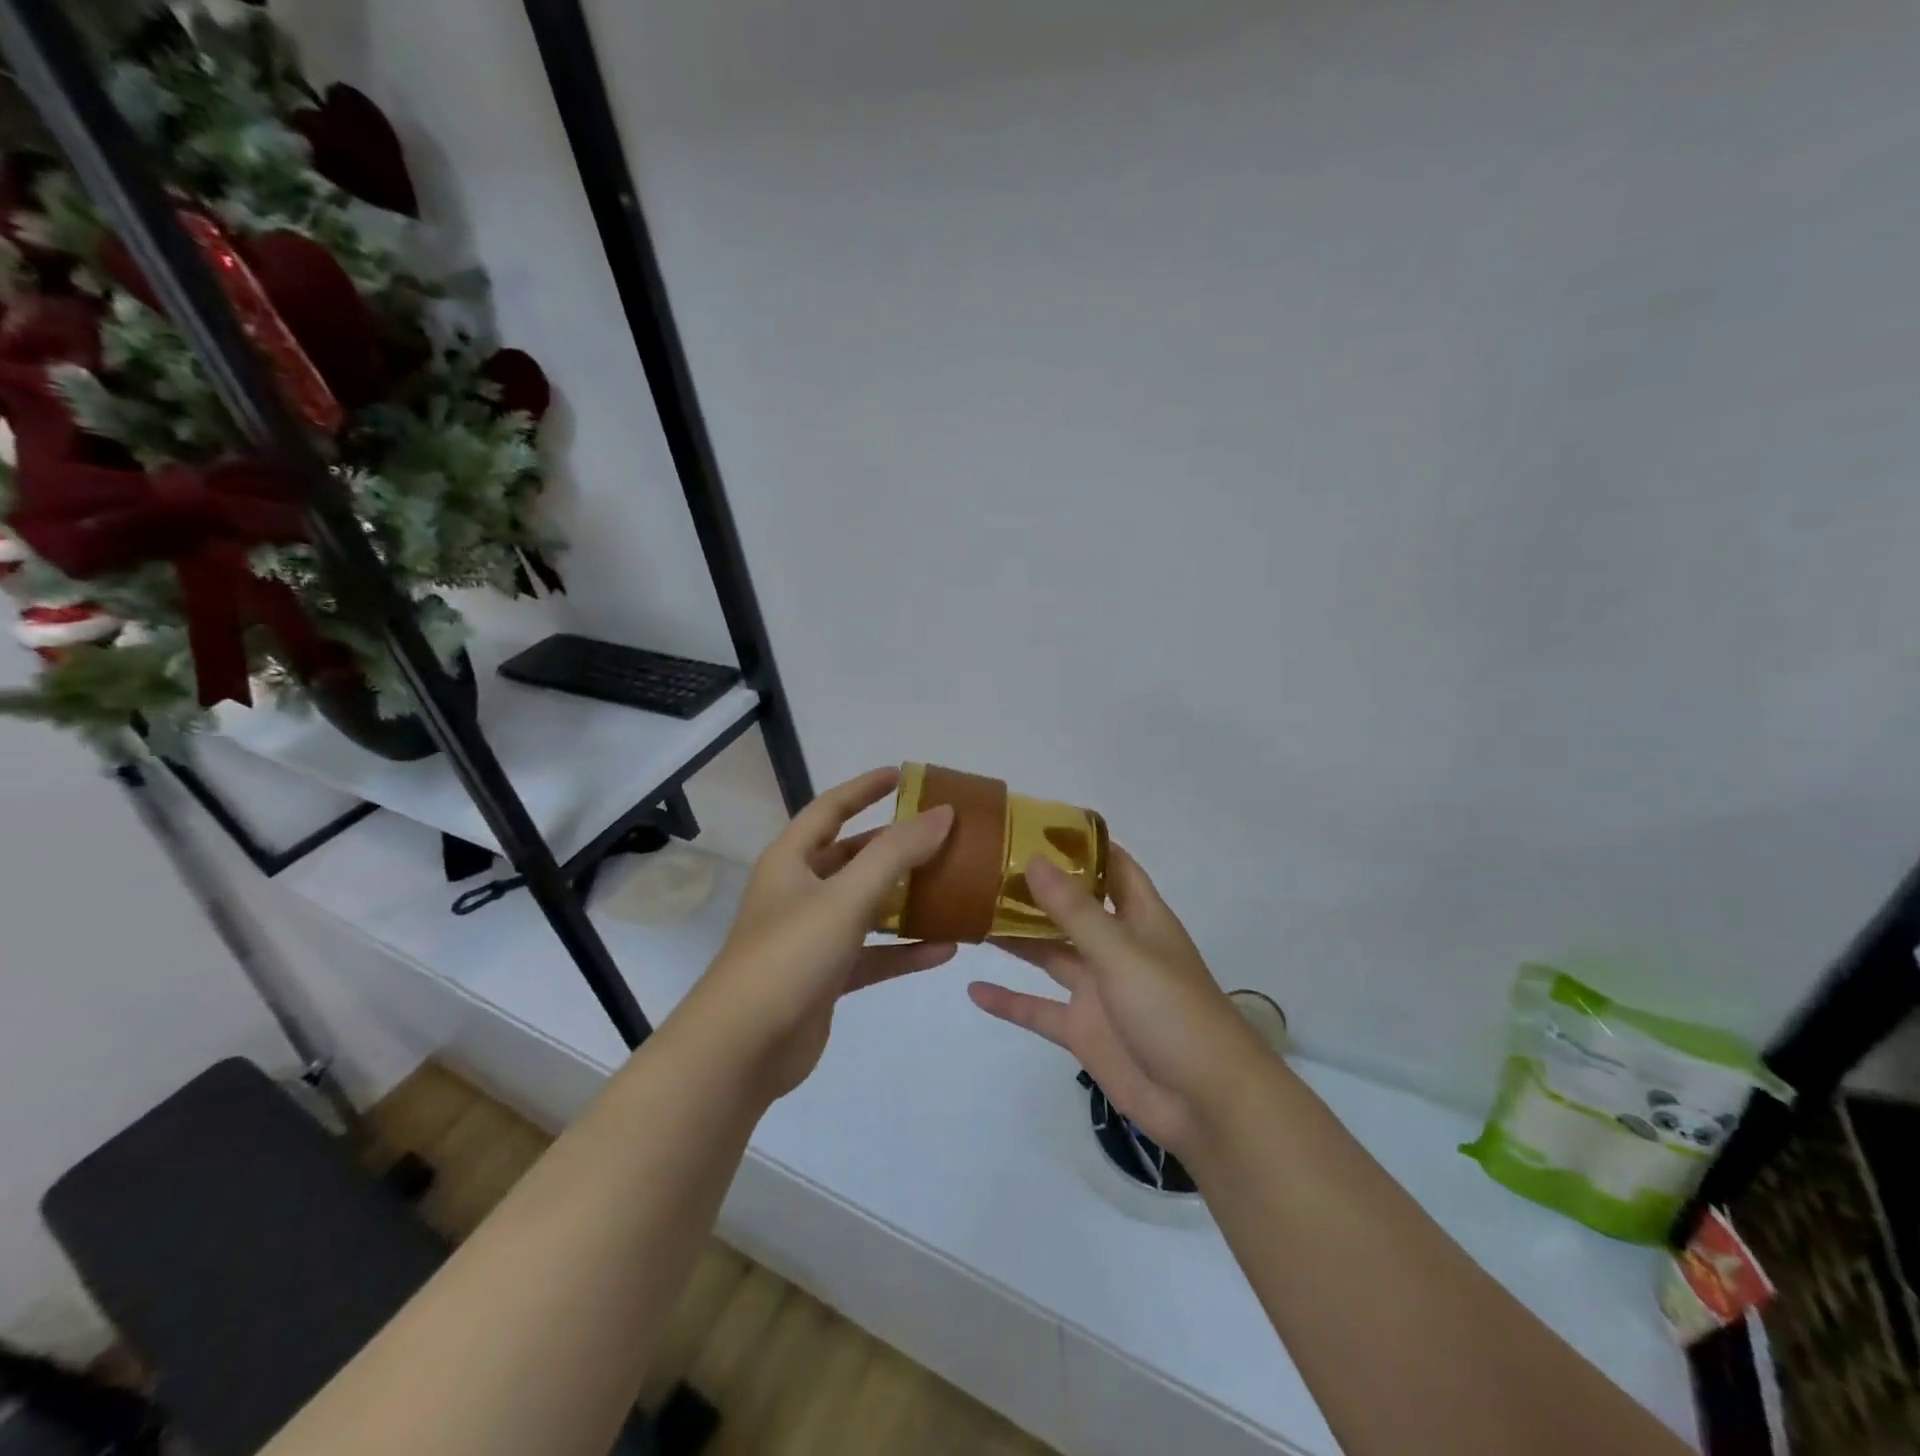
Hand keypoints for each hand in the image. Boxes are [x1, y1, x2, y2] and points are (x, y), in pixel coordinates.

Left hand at [676, 767, 956, 1102]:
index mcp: (791, 861)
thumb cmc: (790, 955)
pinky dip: (904, 950)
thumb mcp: (846, 896)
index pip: (830, 809)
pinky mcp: (825, 978)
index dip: (864, 788)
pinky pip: (873, 954)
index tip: (902, 775)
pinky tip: (945, 949)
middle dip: (894, 846)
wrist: (742, 1049)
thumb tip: (943, 814)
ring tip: (952, 887)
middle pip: (852, 857)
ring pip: (866, 907)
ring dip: (906, 899)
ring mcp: (812, 937)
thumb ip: (897, 853)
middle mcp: (799, 892)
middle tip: (939, 835)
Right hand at [968, 848, 1271, 1157]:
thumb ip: (1075, 910)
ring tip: (970, 914)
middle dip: (1035, 889)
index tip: (1036, 824)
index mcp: (1139, 918)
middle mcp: (1117, 947)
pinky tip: (973, 988)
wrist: (1206, 1104)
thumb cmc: (1173, 1011)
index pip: (1112, 866)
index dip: (1081, 845)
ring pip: (1050, 954)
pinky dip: (1009, 1001)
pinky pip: (1039, 1010)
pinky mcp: (1084, 1031)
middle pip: (1071, 908)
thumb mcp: (1122, 953)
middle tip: (985, 867)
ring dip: (1017, 938)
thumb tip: (1034, 859)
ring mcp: (1099, 990)